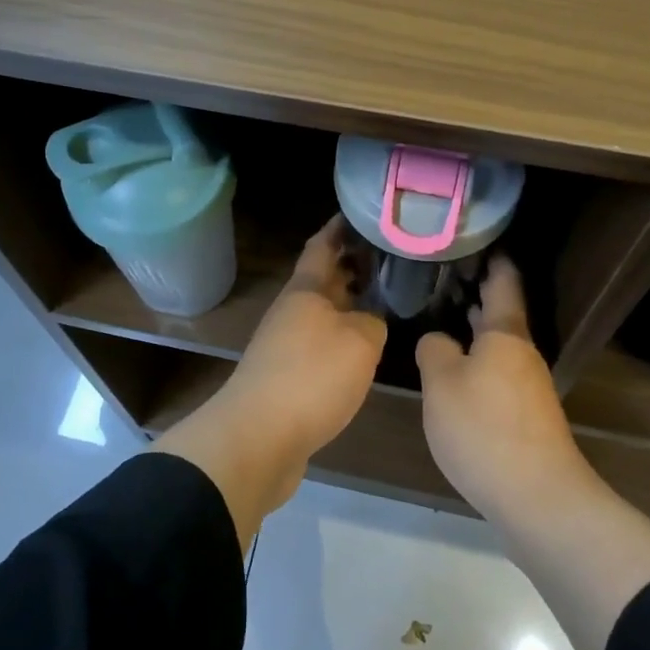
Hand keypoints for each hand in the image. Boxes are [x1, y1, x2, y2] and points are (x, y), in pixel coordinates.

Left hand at [217, 216, 387, 462]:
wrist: (258, 437)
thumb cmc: (311, 377)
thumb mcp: (360, 342)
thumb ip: (372, 321)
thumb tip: (369, 320)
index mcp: (305, 291)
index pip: (323, 245)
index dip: (341, 227)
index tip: (363, 212)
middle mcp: (293, 311)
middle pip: (324, 279)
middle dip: (353, 266)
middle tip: (390, 257)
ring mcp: (286, 344)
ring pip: (324, 312)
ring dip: (350, 303)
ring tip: (385, 299)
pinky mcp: (288, 376)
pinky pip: (320, 343)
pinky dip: (343, 337)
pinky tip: (364, 348)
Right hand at [416, 257, 585, 520]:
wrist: (538, 498)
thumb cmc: (484, 429)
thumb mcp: (442, 384)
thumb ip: (434, 351)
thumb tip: (438, 339)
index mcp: (505, 334)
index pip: (503, 282)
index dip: (492, 258)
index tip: (476, 237)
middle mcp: (522, 353)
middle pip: (501, 313)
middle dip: (476, 293)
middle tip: (443, 274)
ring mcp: (528, 386)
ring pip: (498, 345)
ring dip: (475, 329)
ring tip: (443, 316)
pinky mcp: (526, 416)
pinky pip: (498, 373)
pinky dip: (478, 360)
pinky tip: (456, 372)